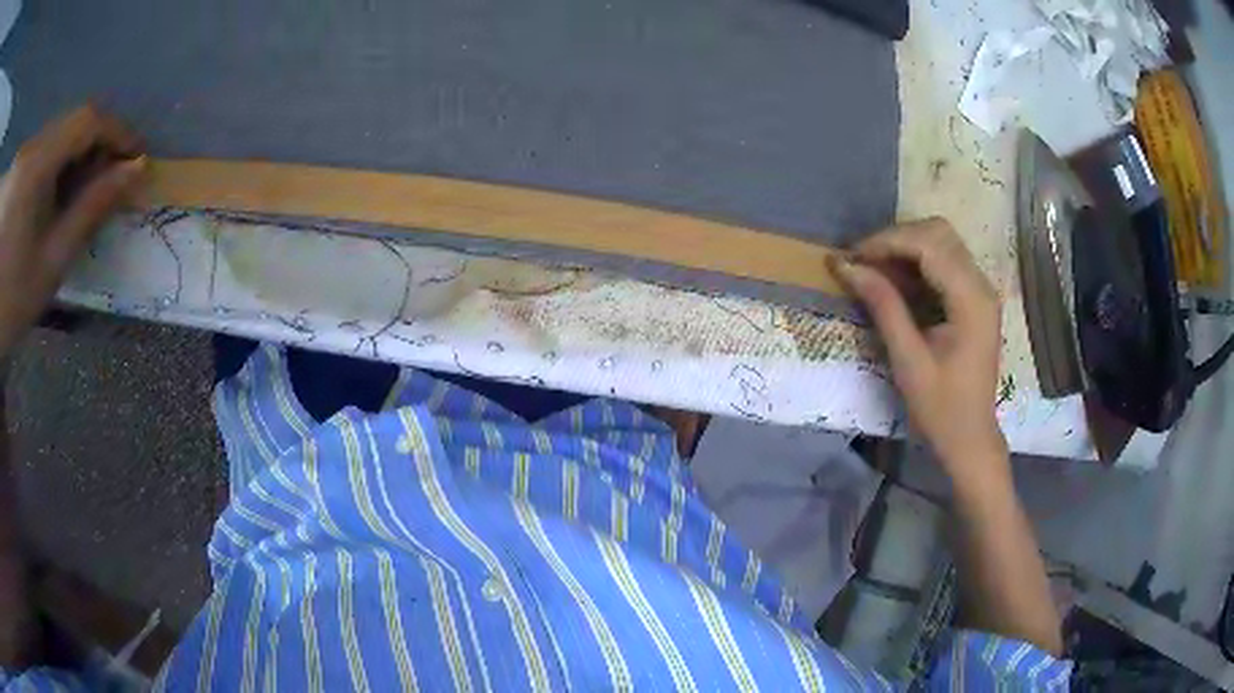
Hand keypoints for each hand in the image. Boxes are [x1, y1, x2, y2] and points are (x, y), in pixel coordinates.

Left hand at [0, 105, 145, 356]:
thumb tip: (134, 171)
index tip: (135, 154)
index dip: (115, 130)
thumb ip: (89, 211)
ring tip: (78, 189)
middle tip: (108, 177)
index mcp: (35, 167)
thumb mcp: (50, 264)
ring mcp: (25, 154)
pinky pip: (40, 147)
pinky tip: (52, 190)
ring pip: (55, 134)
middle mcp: (30, 146)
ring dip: (71, 155)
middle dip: (93, 145)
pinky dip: (52, 161)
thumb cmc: (13, 303)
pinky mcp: (21, 164)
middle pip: (69, 124)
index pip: (86, 121)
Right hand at [831, 218, 1006, 478]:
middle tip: (863, 262)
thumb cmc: (941, 408)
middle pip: (939, 232)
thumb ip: (883, 306)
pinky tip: (896, 281)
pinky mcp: (975, 298)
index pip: (929, 244)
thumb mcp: (908, 360)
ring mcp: (981, 290)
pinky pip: (945, 261)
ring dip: (906, 247)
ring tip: (874, 270)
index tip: (852, 257)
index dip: (887, 242)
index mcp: (971, 300)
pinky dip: (917, 262)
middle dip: (896, 238)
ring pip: (942, 241)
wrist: (970, 438)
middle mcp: (981, 285)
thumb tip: (847, 266)